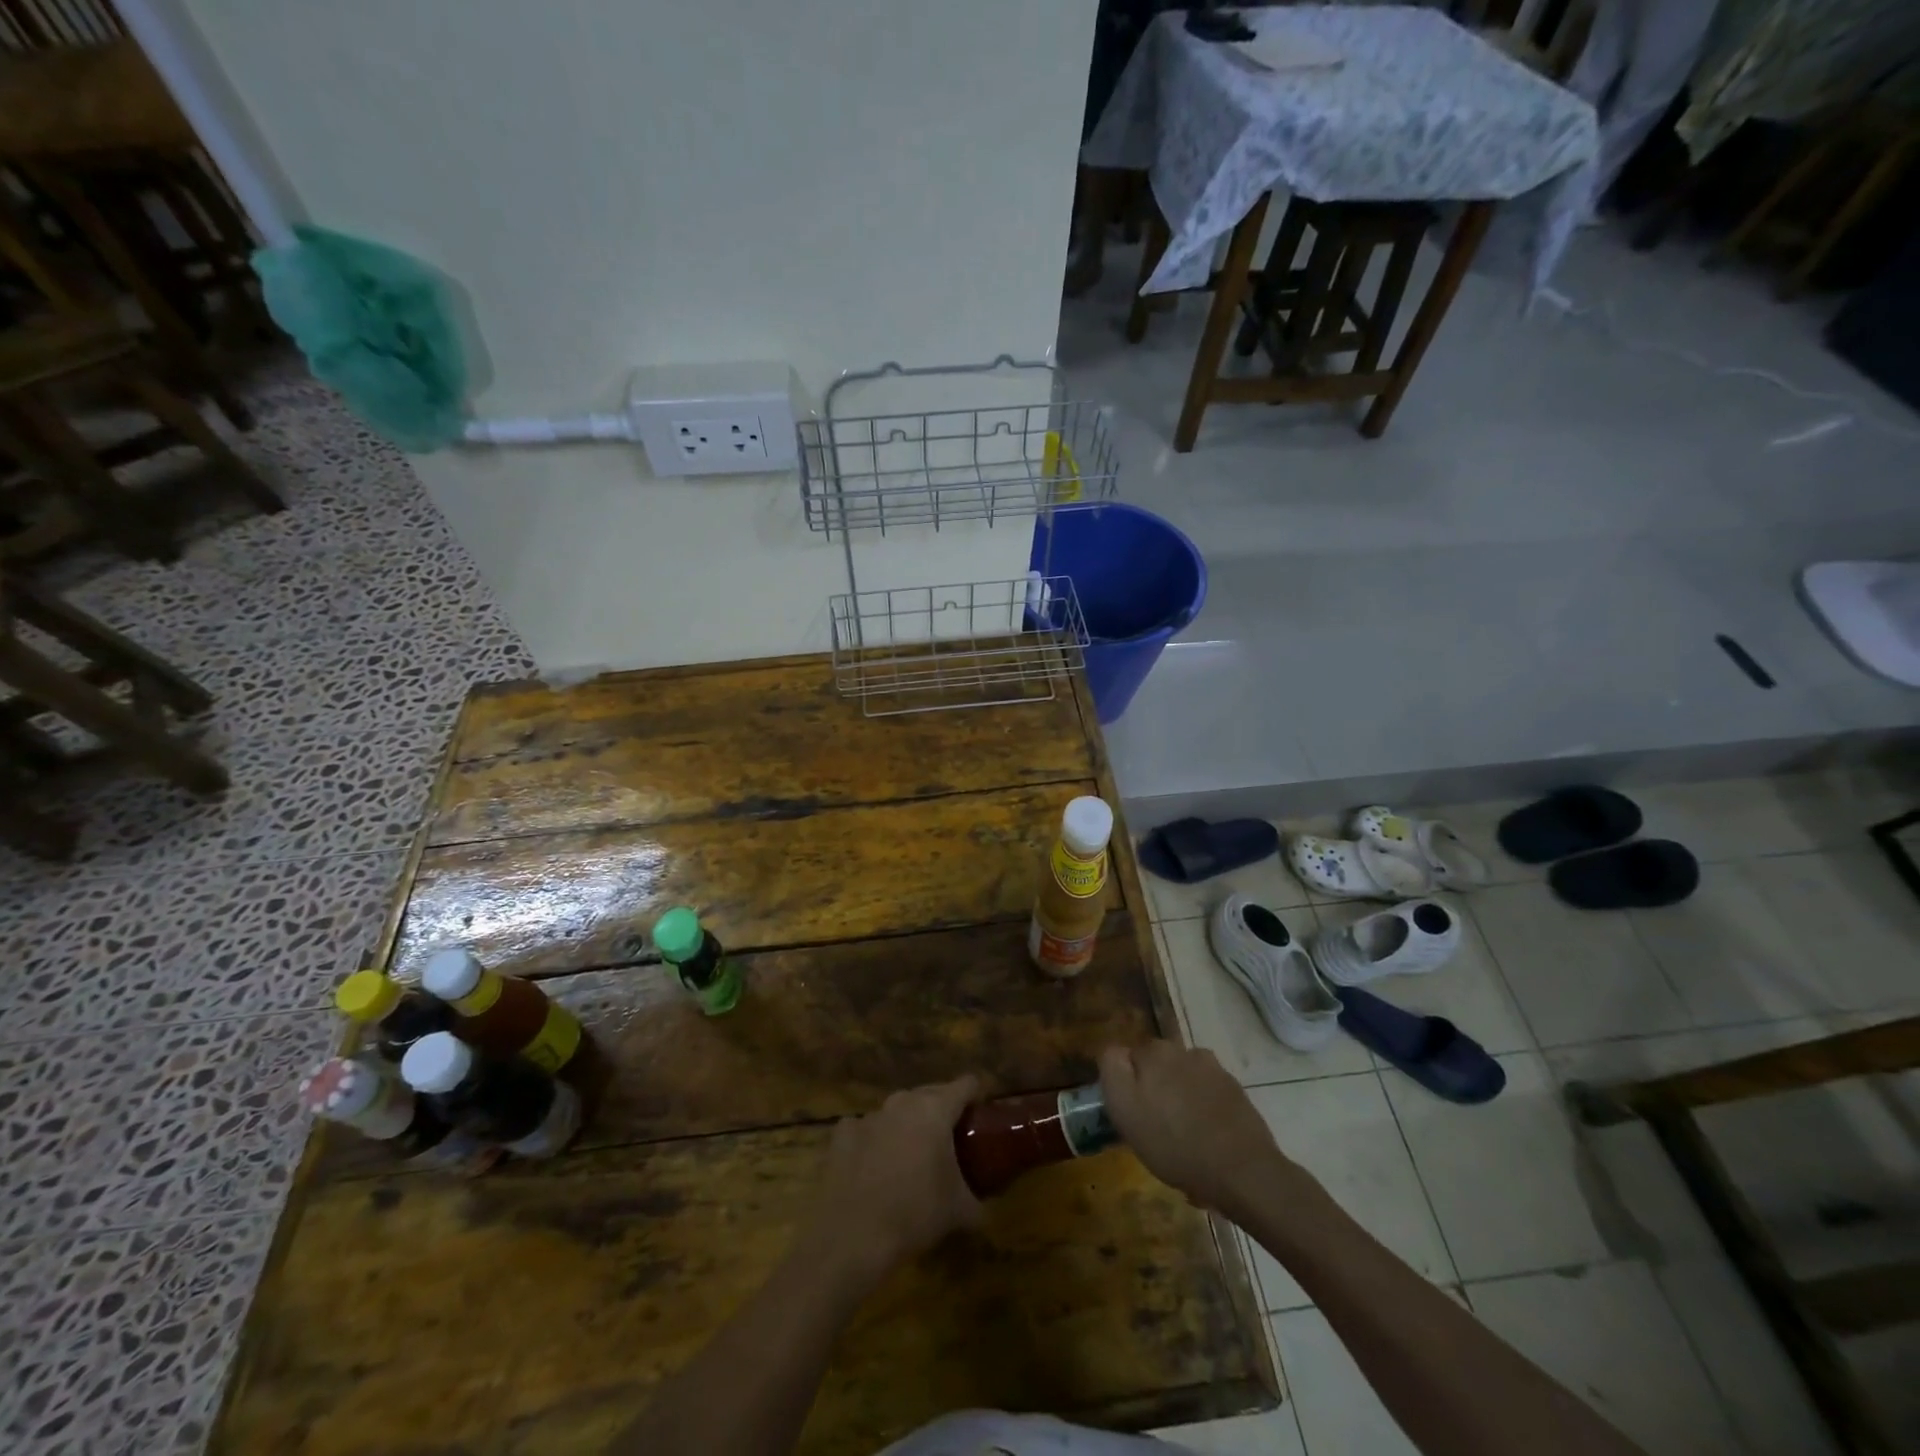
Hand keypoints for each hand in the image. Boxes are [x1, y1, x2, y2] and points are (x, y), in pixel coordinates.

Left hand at [803, 1076, 982, 1284]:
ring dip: (906, 1125)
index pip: (965, 1085)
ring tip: (910, 1154)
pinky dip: (872, 1140)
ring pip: (896, 1110)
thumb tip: (983, 1213)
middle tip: (950, 1138)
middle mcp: (902, 1103)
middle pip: (930, 1093)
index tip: (980, 1112)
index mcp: (935, 1110)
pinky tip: (872, 1165)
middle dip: (942, 1109)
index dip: (975, 1094)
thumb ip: (977, 1204)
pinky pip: (865, 1128)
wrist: (852, 1236)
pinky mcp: (842, 1133)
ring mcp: (869, 1115)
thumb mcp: (958, 1212)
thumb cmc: (915, 1214)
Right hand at [1100, 1041, 1286, 1213]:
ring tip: (1183, 1141)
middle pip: (1159, 1068)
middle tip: (1155, 1130)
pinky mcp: (1236, 1093)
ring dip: (1180, 1102)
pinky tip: (1206, 1143)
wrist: (1243, 1172)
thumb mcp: (1125, 1109)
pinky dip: (1204, 1113)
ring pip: (1184, 1082)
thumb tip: (1115, 1050)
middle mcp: (1185, 1051)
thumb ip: (1112, 1069)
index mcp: (1154, 1052)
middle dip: (1155, 1091)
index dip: (1127, 1086)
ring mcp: (1215, 1071)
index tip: (1131, 1114)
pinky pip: (1208, 1098)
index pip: (1128, 1058)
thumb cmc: (1175, 1143)